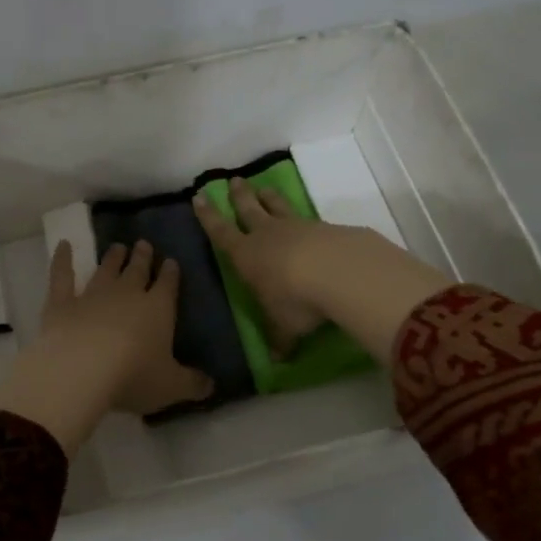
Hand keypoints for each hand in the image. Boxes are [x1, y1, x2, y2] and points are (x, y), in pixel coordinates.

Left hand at [0, 240, 213, 454]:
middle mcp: (126, 294)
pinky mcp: (62, 303)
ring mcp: (92, 295)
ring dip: (112, 258)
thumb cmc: (133, 377)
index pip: (168, 285)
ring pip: (105, 270)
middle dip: (143, 258)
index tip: (172, 262)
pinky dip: (62, 259)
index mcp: (158, 309)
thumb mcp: (171, 386)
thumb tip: (211, 384)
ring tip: (117, 247)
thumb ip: (192, 383)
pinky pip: (62, 275)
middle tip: (144, 244)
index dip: (171, 273)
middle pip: (137, 270)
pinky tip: (63, 244)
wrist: (81, 369)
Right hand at [193, 177, 453, 364]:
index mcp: (246, 256)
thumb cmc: (296, 301)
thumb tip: (279, 360)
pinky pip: (310, 220)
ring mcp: (298, 228)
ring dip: (269, 198)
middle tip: (235, 180)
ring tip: (264, 188)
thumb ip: (280, 339)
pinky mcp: (327, 228)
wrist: (341, 273)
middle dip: (239, 196)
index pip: (220, 232)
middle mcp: (268, 236)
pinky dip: (306, 220)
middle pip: (249, 210)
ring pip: (278, 207)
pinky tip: (312, 225)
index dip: (208, 217)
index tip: (200, 197)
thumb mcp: (284, 327)